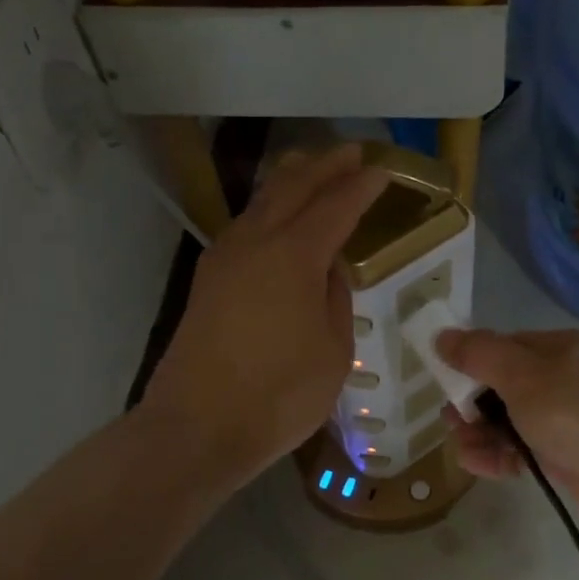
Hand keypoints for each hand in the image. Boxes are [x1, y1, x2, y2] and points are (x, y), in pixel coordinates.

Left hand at [144, 145, 386, 491]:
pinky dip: (268, 209)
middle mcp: (256, 242)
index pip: (336, 206)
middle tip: (350, 153)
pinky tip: (276, 217)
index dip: (361, 187)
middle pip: (293, 188)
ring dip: (290, 181)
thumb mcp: (333, 350)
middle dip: (324, 166)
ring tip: (311, 168)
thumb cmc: (278, 395)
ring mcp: (225, 258)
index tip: (381, 171)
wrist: (196, 426)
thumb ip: (335, 299)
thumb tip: (329, 269)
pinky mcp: (208, 279)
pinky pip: (245, 225)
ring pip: (262, 202)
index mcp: (294, 255)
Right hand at [437, 327, 578, 536]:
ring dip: (481, 432)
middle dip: (472, 401)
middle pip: (503, 386)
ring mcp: (566, 421)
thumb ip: (478, 356)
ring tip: (461, 446)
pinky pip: (522, 450)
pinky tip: (476, 463)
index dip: (470, 361)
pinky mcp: (567, 457)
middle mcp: (562, 380)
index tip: (442, 380)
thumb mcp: (522, 376)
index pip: (502, 347)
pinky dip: (499, 455)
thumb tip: (441, 335)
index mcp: (557, 349)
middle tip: (451, 419)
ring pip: (510, 421)